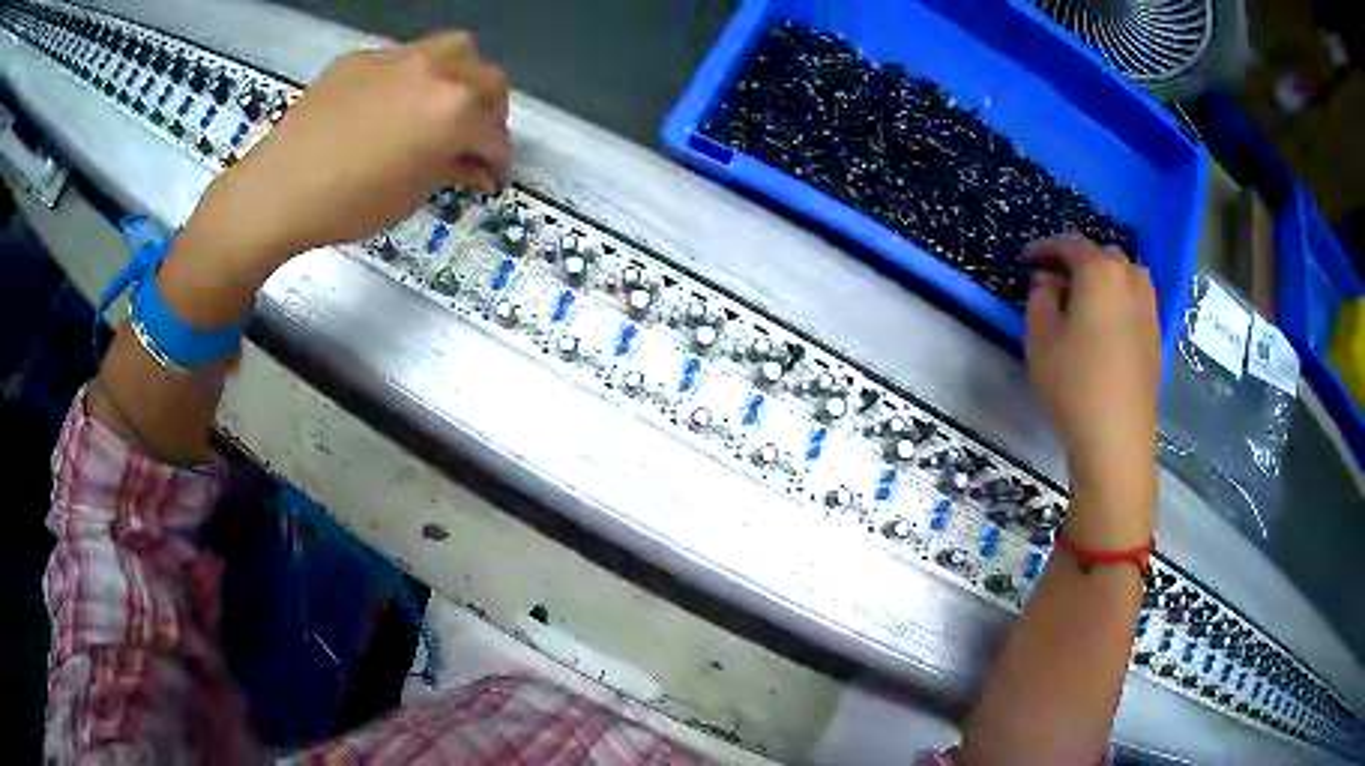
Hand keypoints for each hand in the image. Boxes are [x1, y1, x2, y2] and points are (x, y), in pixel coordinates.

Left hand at [157, 31, 510, 326]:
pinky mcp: (365, 58)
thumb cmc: (347, 204)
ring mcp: (399, 58)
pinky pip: (405, 58)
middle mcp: (437, 72)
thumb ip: (450, 169)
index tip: (494, 175)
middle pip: (488, 80)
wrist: (278, 189)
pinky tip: (392, 104)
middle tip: (475, 138)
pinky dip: (414, 78)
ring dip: (462, 76)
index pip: (494, 134)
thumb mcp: (409, 195)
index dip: (499, 159)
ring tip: (444, 104)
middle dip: (490, 111)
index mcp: (454, 111)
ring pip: (454, 50)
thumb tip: (473, 166)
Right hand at [1024, 235, 1158, 545]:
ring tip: (1085, 304)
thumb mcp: (1040, 337)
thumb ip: (1040, 297)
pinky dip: (1119, 304)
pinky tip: (1107, 329)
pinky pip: (1136, 303)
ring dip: (1104, 281)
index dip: (1046, 247)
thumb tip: (1050, 281)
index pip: (1071, 244)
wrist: (1117, 438)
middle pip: (1103, 256)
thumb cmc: (1073, 383)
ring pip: (1125, 278)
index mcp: (1100, 271)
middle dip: (1079, 263)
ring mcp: (1149, 308)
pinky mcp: (1157, 337)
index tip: (1028, 258)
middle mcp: (1131, 279)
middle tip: (1057, 283)